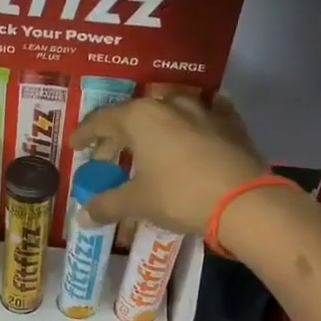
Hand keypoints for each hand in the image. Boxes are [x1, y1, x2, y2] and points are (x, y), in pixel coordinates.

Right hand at [69, 93, 265, 236]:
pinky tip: (191, 132)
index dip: (85, 134)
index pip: (101, 119)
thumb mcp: (138, 203)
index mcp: (140, 118)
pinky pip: (203, 116)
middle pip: (132, 116)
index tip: (75, 146)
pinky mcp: (230, 123)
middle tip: (106, 160)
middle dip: (115, 137)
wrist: (245, 201)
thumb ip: (107, 205)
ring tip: (146, 148)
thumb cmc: (180, 195)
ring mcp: (203, 109)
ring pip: (167, 112)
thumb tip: (83, 216)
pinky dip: (190, 125)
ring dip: (152, 129)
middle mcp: (169, 104)